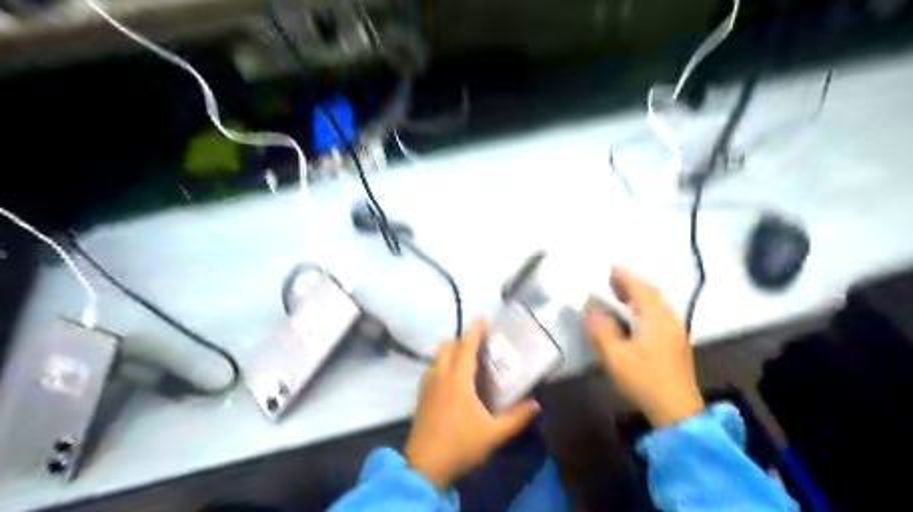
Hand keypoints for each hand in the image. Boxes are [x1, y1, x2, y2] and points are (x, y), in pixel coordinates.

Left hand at [402, 321, 535, 492]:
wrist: (424, 466)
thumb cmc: (460, 445)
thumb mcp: (494, 434)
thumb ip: (517, 417)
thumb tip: (536, 404)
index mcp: (458, 379)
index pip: (466, 346)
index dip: (475, 330)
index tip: (483, 319)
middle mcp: (440, 375)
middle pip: (448, 346)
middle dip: (462, 340)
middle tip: (479, 346)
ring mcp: (427, 385)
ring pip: (437, 357)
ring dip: (450, 352)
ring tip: (466, 361)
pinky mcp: (420, 396)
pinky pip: (431, 369)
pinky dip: (441, 364)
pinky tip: (450, 380)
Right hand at [585, 269, 704, 426]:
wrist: (677, 413)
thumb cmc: (645, 381)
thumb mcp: (615, 357)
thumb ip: (601, 331)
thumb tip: (589, 309)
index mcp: (657, 320)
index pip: (641, 290)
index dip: (625, 277)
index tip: (610, 267)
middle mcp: (670, 321)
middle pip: (653, 295)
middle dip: (632, 284)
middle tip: (612, 280)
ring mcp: (676, 334)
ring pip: (658, 306)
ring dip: (639, 296)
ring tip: (621, 296)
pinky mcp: (677, 345)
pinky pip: (660, 316)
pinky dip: (646, 308)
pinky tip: (636, 318)